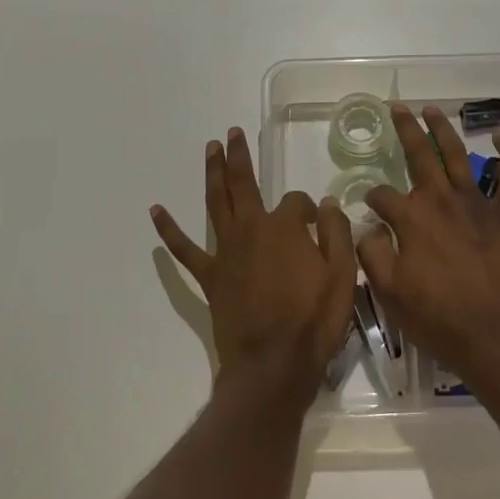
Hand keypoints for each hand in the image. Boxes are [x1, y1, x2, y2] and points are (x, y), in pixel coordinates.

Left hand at [152, 127, 357, 400]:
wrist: (273, 365)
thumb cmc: (313, 321)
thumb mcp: (343, 275)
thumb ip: (336, 233)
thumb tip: (327, 204)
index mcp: (285, 227)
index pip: (297, 202)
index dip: (309, 210)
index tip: (317, 225)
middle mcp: (251, 229)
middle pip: (244, 184)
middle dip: (239, 157)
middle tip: (232, 133)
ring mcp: (226, 251)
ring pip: (216, 202)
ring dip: (213, 173)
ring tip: (211, 148)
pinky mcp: (210, 275)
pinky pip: (184, 249)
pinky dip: (169, 229)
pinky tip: (156, 210)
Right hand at [356, 105, 499, 396]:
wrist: (496, 339)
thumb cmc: (438, 319)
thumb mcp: (390, 293)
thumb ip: (373, 254)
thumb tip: (367, 228)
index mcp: (411, 219)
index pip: (382, 196)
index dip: (372, 200)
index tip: (369, 209)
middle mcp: (441, 201)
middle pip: (419, 155)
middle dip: (405, 130)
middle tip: (397, 107)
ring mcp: (477, 205)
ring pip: (458, 156)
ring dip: (444, 130)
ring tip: (433, 109)